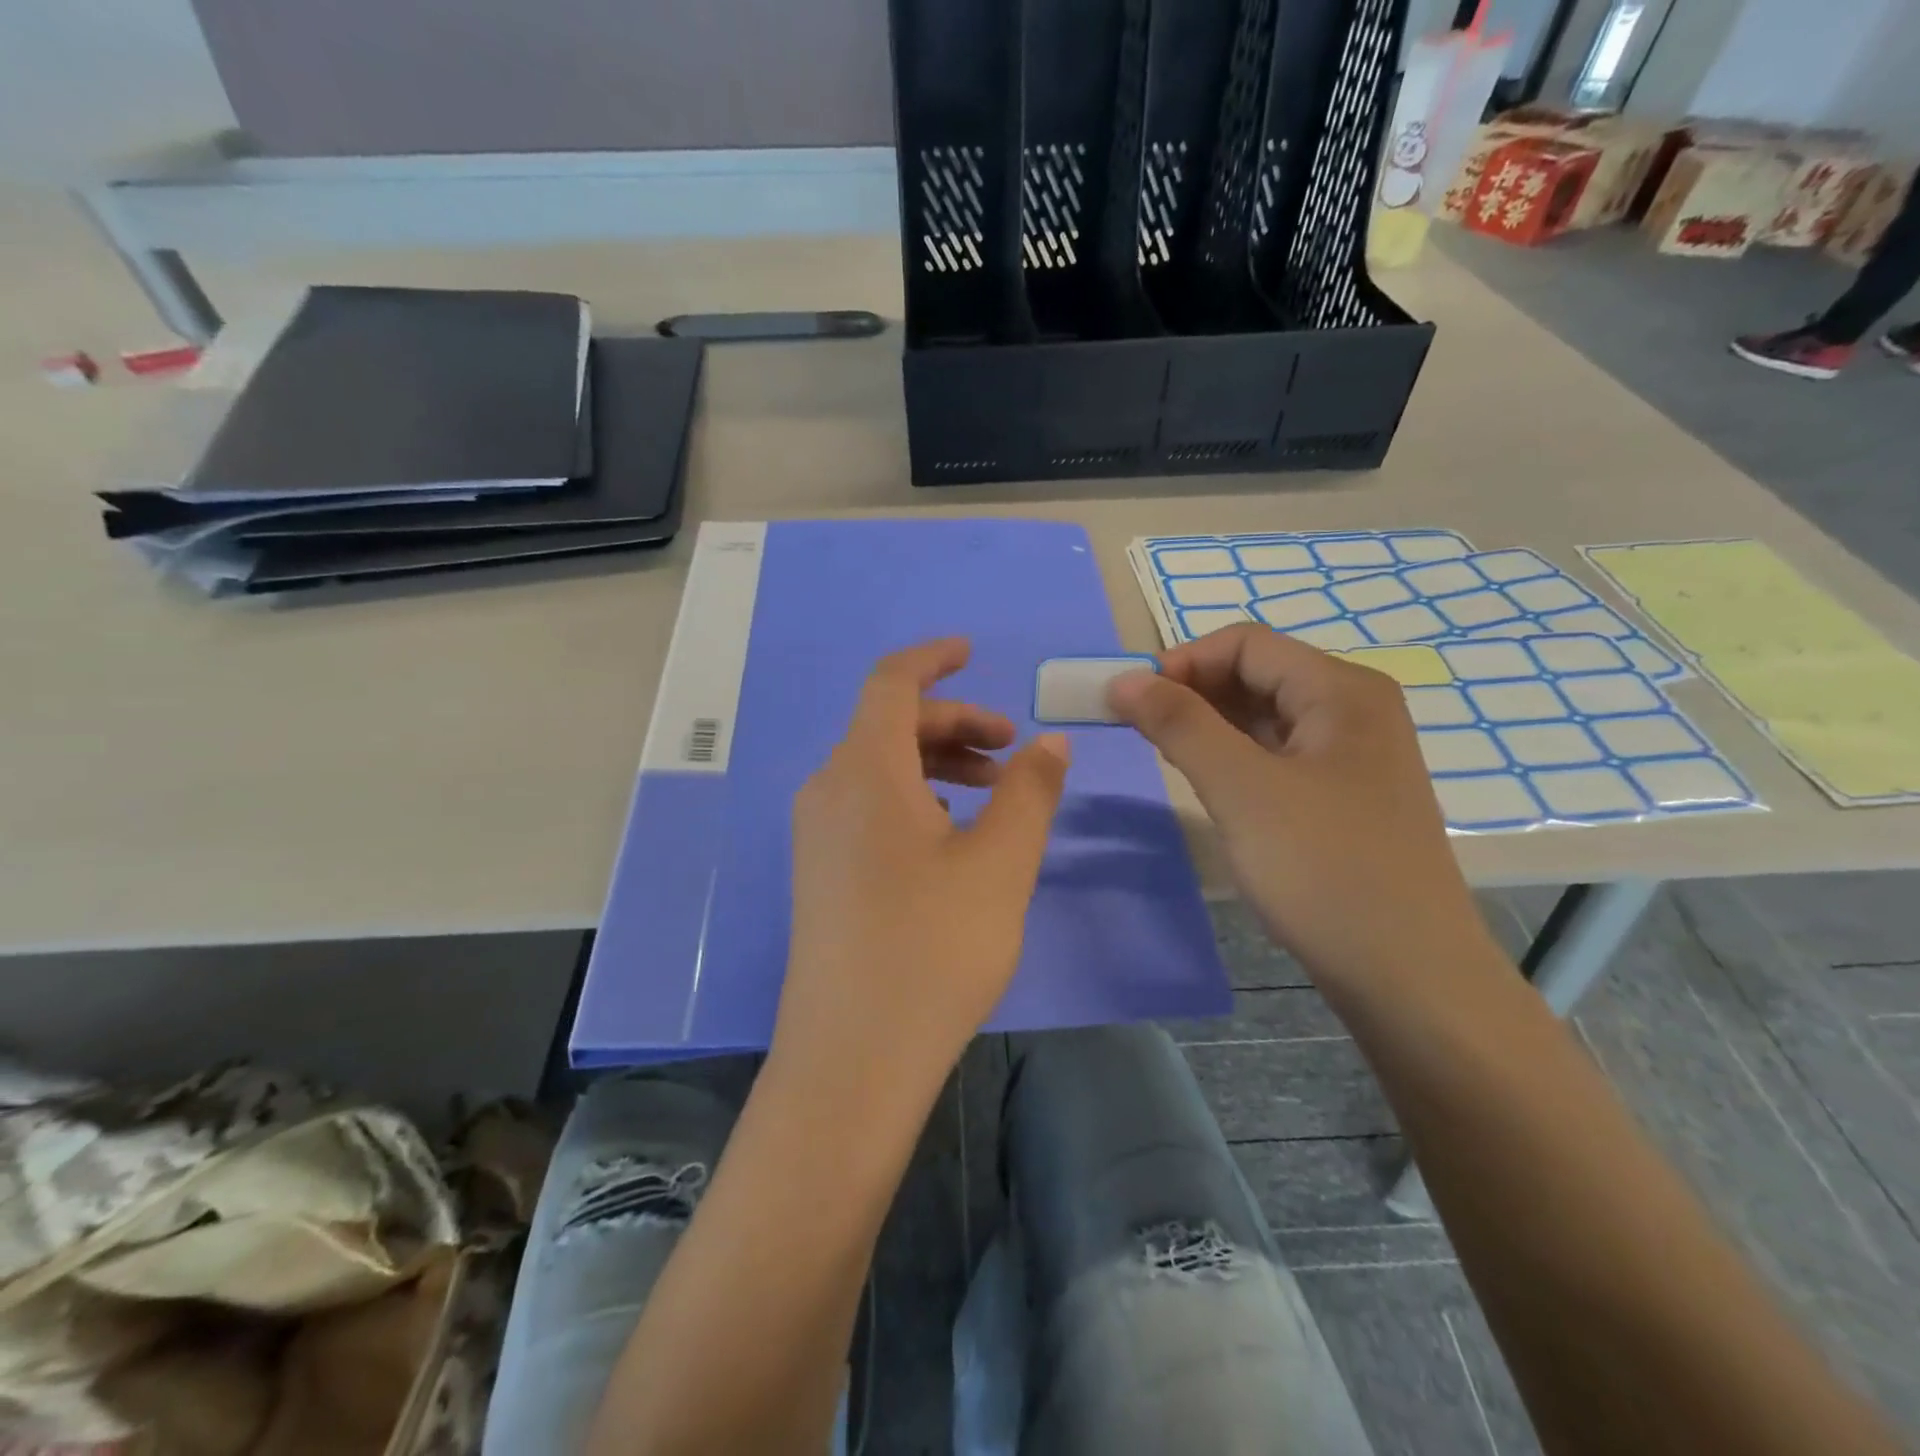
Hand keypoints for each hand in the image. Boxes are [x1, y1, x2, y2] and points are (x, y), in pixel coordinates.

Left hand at [774, 639, 1070, 1103]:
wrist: (853, 1058)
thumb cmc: (932, 949)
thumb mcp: (1000, 864)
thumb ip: (1029, 792)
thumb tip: (1049, 744)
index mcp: (864, 771)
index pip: (890, 683)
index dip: (933, 659)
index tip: (973, 653)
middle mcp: (829, 790)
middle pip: (889, 725)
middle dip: (955, 724)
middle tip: (1013, 752)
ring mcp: (817, 834)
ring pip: (880, 768)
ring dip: (938, 763)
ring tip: (995, 794)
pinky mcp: (820, 871)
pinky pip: (868, 805)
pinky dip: (915, 798)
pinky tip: (954, 837)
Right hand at [1108, 624, 1487, 989]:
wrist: (1409, 976)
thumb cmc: (1324, 869)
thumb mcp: (1241, 789)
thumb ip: (1179, 725)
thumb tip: (1124, 679)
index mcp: (1341, 690)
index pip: (1245, 644)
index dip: (1181, 661)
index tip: (1130, 700)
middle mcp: (1354, 710)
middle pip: (1258, 674)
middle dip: (1192, 691)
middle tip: (1138, 728)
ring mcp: (1353, 756)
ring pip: (1266, 717)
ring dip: (1210, 724)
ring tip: (1164, 753)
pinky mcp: (1344, 797)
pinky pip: (1279, 755)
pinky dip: (1235, 757)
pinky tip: (1209, 783)